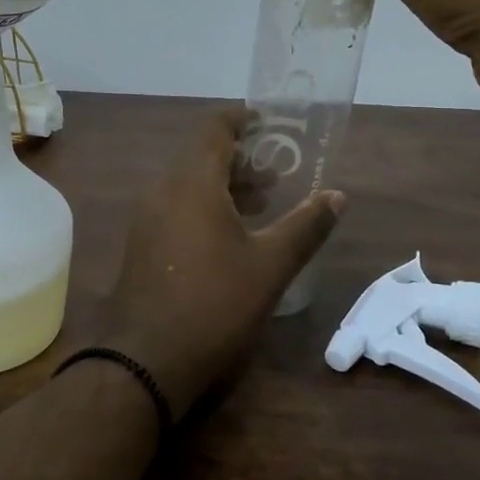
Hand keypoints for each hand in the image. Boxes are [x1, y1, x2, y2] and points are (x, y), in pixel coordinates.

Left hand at [100, 110, 341, 414]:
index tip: (268, 122)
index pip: (213, 129)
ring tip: (262, 202)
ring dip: (223, 184)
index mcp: (192, 183)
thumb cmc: (215, 304)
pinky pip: (175, 207)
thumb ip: (305, 226)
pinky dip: (204, 206)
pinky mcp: (142, 244)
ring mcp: (147, 218)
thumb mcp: (270, 265)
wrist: (146, 360)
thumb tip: (337, 195)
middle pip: (201, 156)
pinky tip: (230, 235)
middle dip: (239, 158)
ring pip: (188, 184)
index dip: (241, 120)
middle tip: (277, 172)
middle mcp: (163, 191)